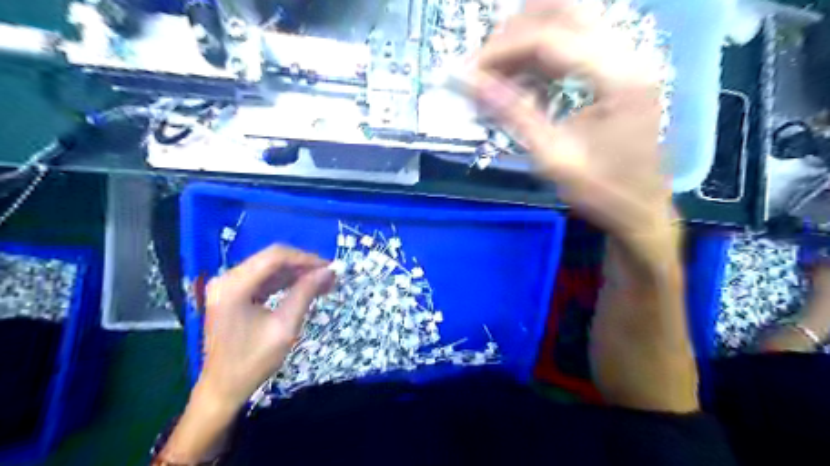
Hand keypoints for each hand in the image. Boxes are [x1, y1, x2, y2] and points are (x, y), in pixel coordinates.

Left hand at [196, 245, 333, 407]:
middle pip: (271, 259)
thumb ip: (305, 293)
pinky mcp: (232, 294)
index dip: (305, 258)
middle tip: (329, 276)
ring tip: (323, 282)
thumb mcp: (284, 327)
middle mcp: (227, 279)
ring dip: (296, 273)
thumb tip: (328, 271)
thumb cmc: (253, 361)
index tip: (330, 268)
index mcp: (234, 286)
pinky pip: (263, 279)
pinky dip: (285, 282)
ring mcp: (227, 286)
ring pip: (269, 268)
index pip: (275, 257)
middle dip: (303, 265)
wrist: (222, 389)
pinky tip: (305, 288)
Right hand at [470, 1, 677, 252]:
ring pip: (570, 20)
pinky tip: (519, 78)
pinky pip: (573, 45)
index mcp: (618, 77)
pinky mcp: (616, 72)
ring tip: (496, 69)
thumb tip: (471, 83)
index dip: (503, 49)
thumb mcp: (553, 157)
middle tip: (484, 64)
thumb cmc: (601, 191)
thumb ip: (514, 114)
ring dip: (527, 37)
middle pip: (565, 11)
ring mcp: (624, 60)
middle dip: (515, 31)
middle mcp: (627, 55)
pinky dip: (540, 55)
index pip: (551, 38)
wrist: (639, 210)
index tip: (469, 71)